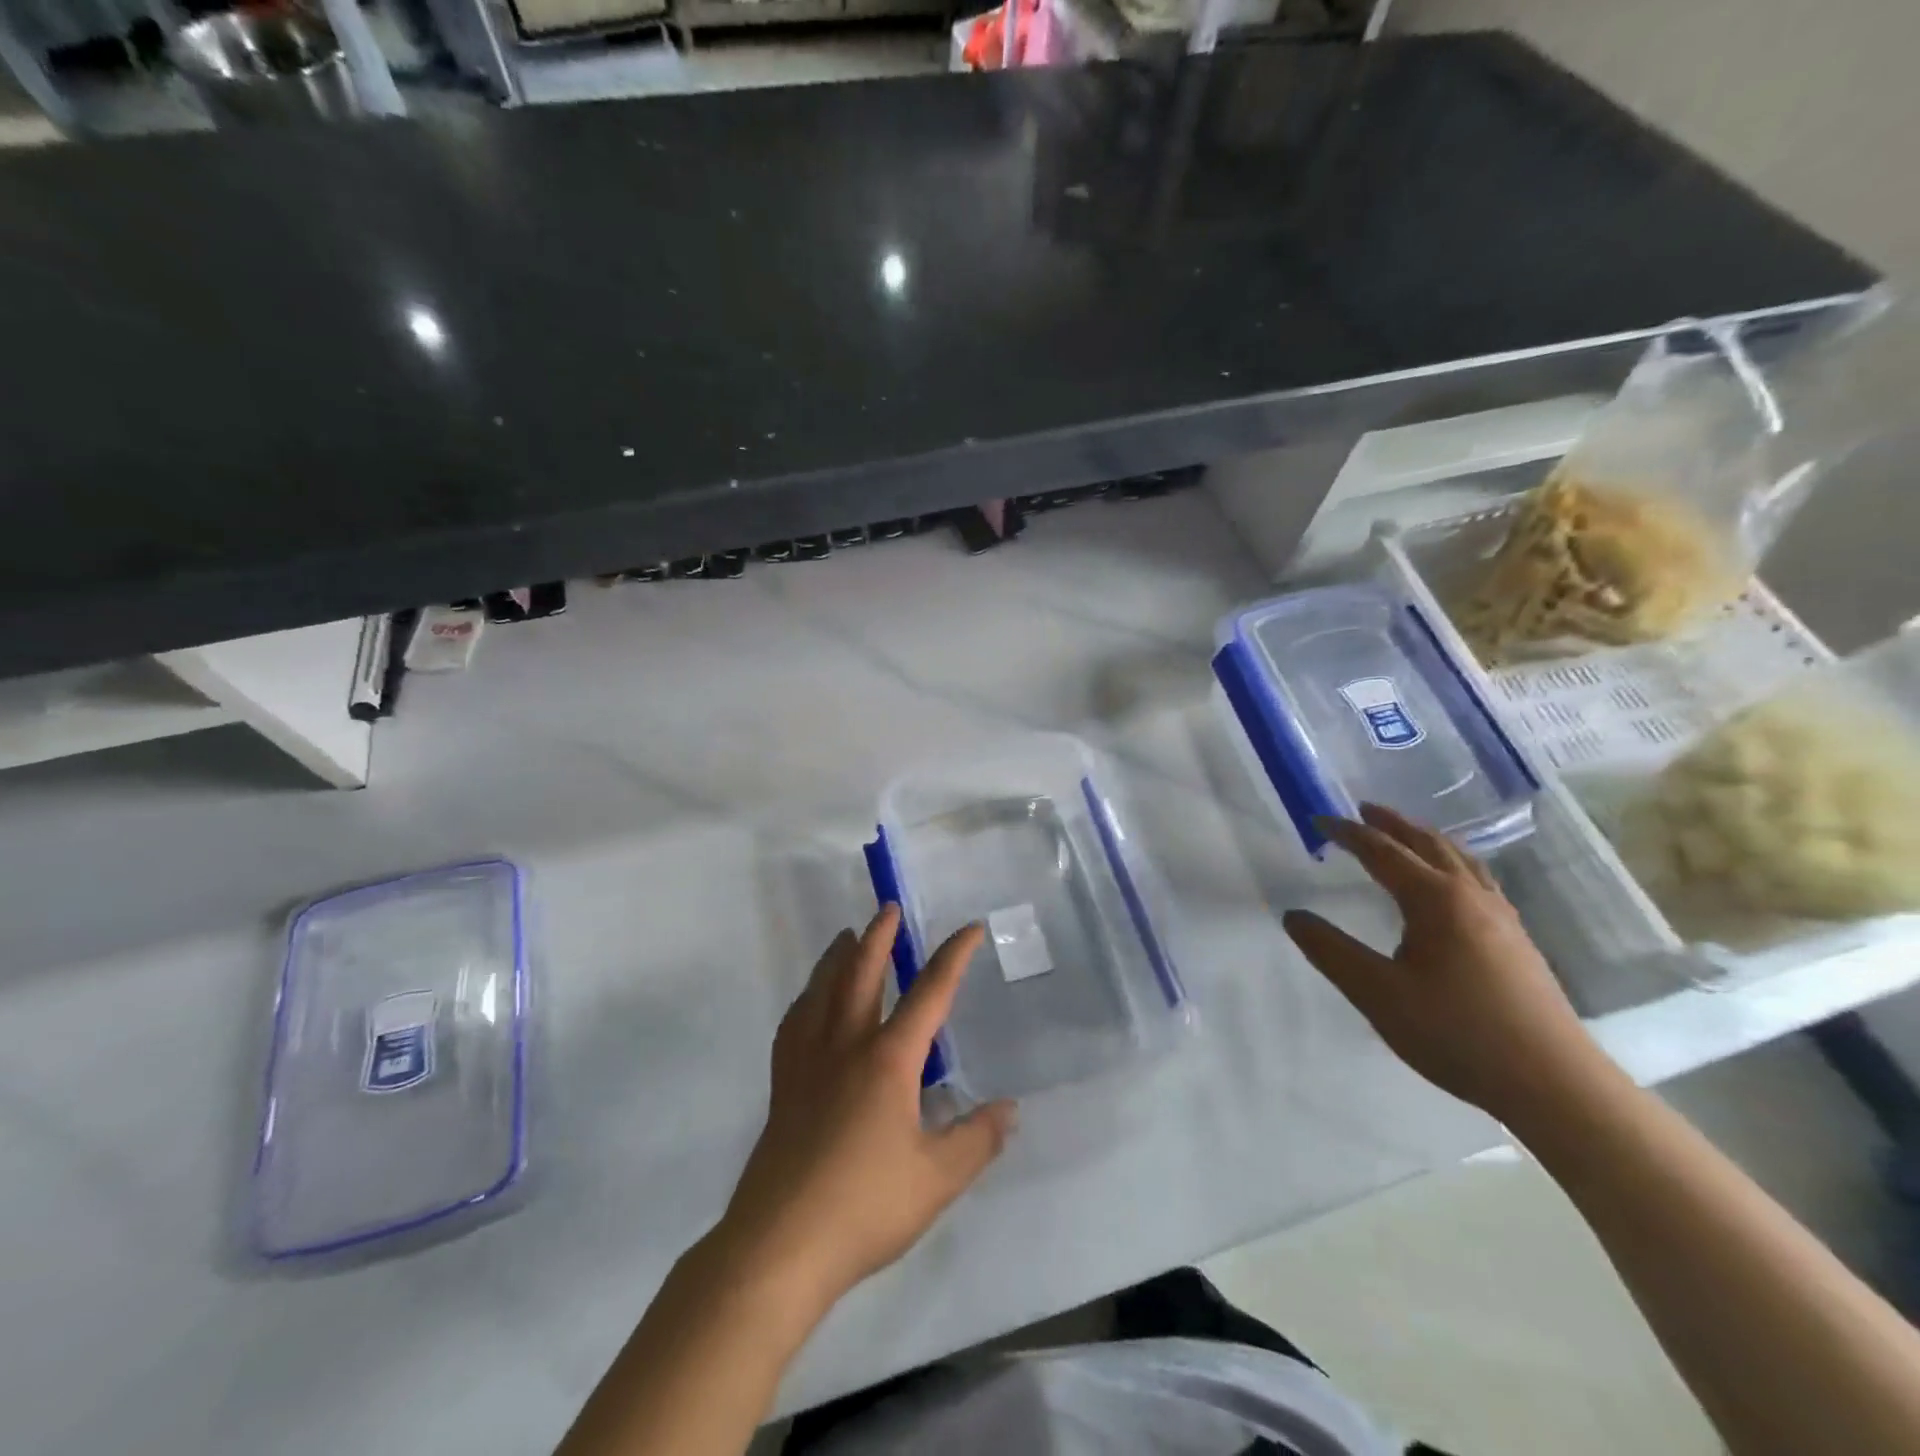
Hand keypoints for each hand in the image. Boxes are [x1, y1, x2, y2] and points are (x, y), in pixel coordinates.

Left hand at [712, 906, 1017, 1314]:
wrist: (779, 1245)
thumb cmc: (865, 1206)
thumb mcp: (937, 1179)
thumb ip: (977, 1139)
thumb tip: (1009, 1109)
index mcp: (888, 1059)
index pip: (929, 994)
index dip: (953, 957)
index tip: (970, 929)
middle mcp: (846, 1046)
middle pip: (862, 974)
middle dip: (880, 938)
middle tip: (889, 907)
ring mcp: (808, 1063)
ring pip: (822, 991)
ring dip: (837, 957)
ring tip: (846, 937)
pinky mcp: (783, 1086)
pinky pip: (795, 1024)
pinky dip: (806, 999)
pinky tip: (808, 1004)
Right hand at [1282, 803, 1610, 1124]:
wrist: (1554, 1084)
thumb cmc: (1457, 1033)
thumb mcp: (1377, 994)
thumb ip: (1331, 951)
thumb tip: (1293, 916)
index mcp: (1436, 900)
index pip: (1383, 852)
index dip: (1349, 834)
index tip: (1319, 820)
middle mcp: (1471, 897)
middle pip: (1428, 844)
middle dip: (1392, 824)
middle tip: (1363, 810)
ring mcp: (1502, 917)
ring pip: (1460, 859)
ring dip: (1425, 839)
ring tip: (1405, 834)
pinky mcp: (1517, 940)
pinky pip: (1478, 880)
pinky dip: (1452, 862)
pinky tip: (1452, 884)